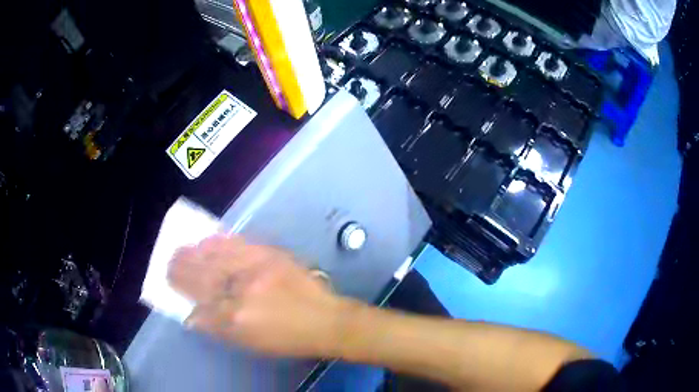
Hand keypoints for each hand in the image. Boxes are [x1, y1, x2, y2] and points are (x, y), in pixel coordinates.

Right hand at [168, 235, 355, 357]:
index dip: (183, 296)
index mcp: (235, 320)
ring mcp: (254, 271)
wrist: (326, 319)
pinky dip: (218, 242)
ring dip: (194, 253)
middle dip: (181, 270)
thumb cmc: (289, 339)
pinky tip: (206, 239)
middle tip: (168, 263)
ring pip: (215, 259)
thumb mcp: (251, 344)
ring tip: (181, 249)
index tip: (170, 286)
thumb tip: (193, 317)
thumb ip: (220, 329)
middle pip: (201, 279)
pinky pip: (237, 245)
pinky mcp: (269, 256)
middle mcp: (239, 293)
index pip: (198, 306)